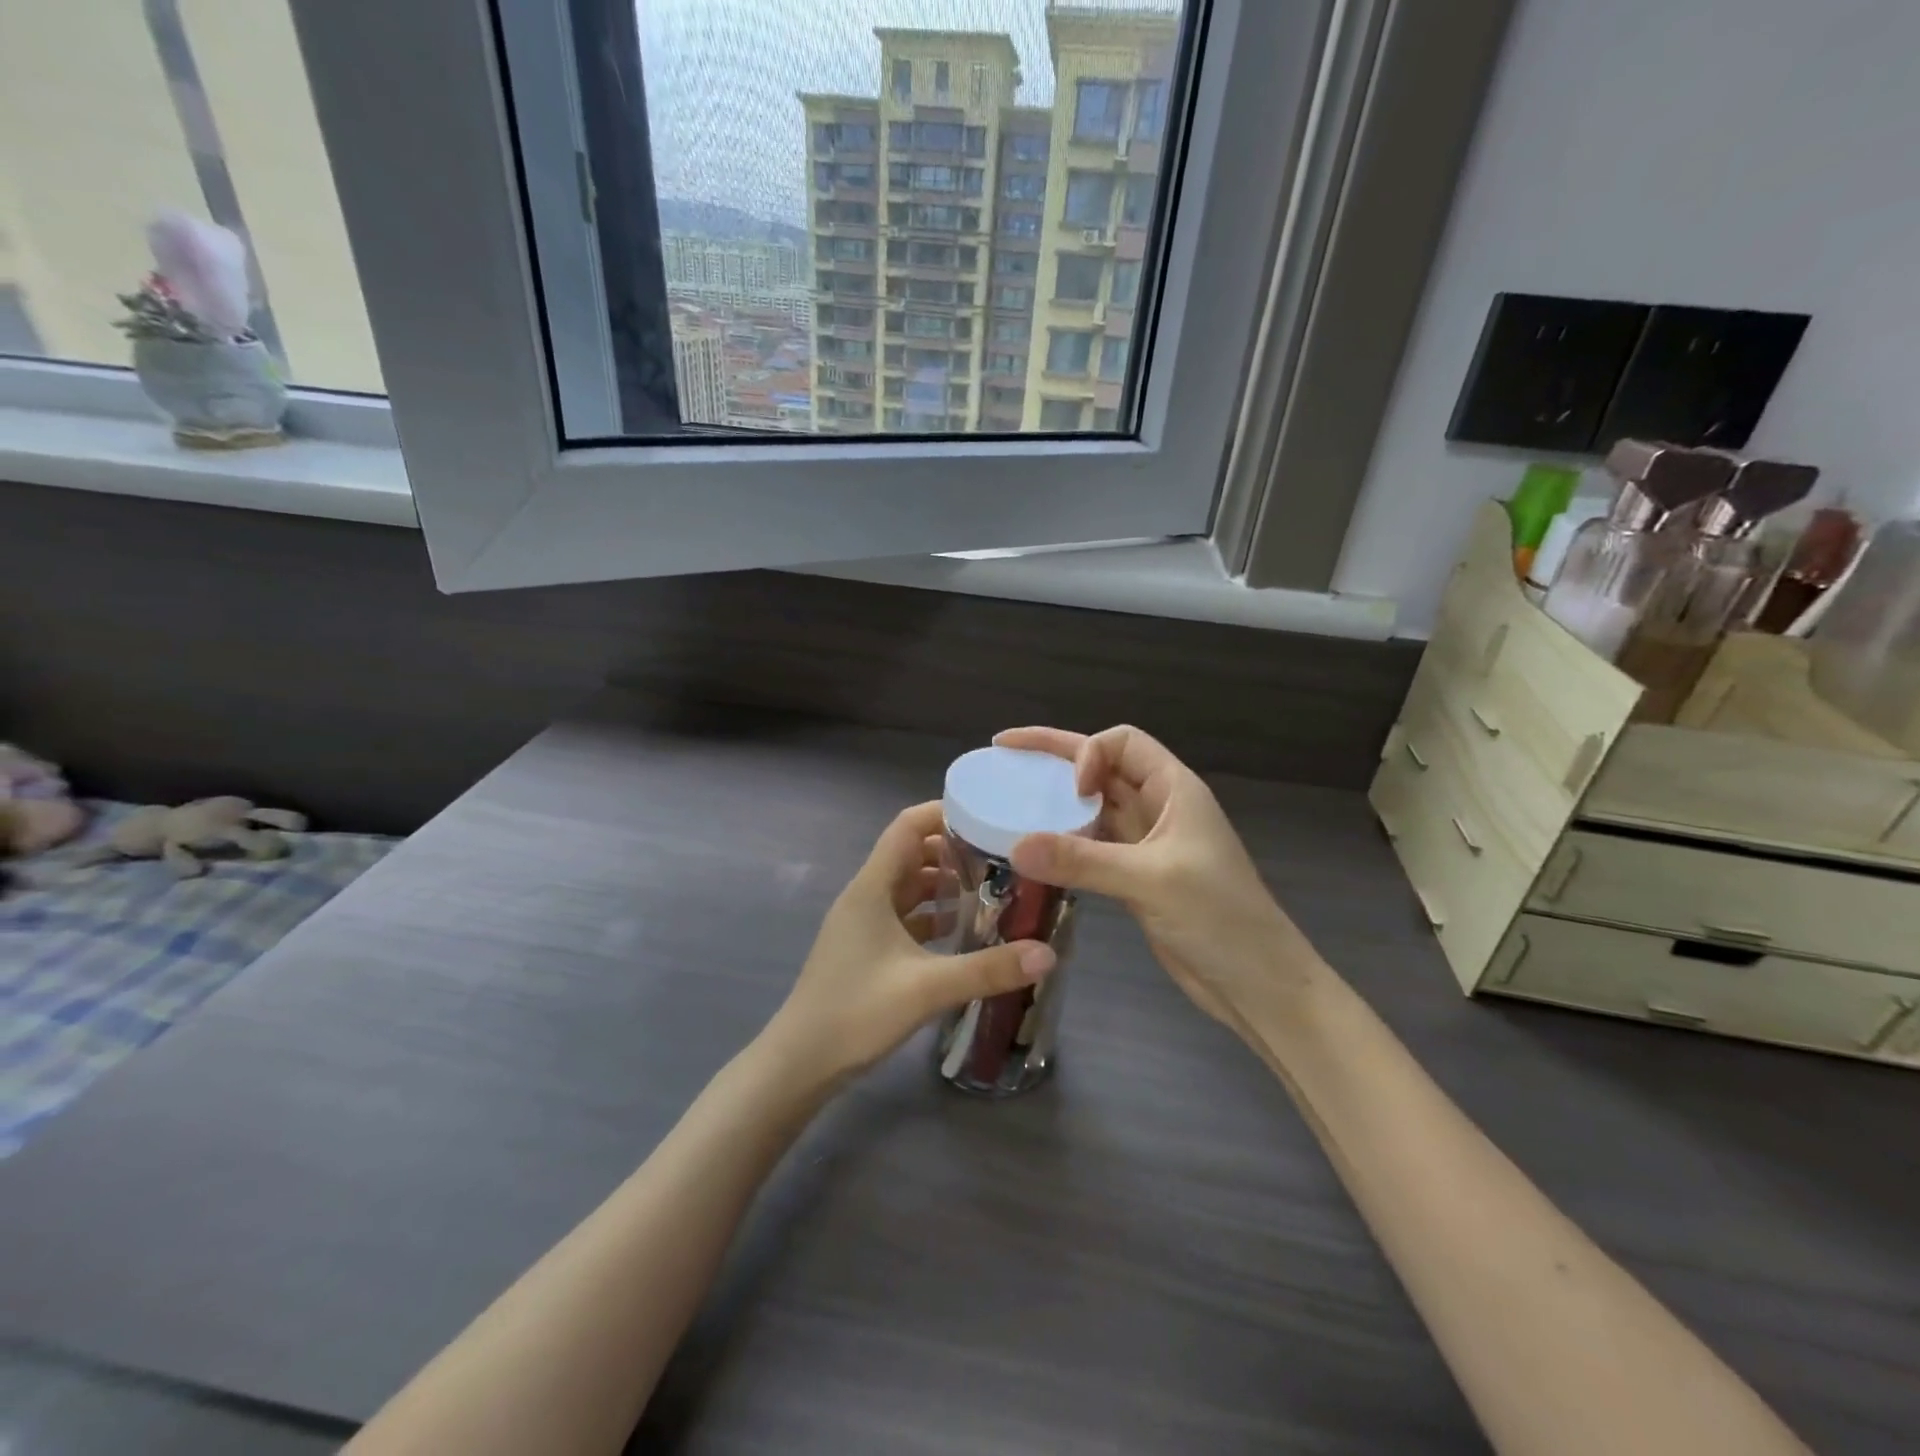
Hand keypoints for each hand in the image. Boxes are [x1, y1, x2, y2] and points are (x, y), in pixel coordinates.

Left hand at [766, 801, 1056, 1085]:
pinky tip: (963, 930)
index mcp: (872, 887)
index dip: (944, 813)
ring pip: (909, 886)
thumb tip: (1048, 953)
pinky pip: (905, 915)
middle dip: (954, 850)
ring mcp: (864, 923)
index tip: (988, 815)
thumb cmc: (856, 1013)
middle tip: (1001, 856)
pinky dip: (933, 914)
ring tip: (991, 888)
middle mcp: (867, 895)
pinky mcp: (867, 948)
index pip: (908, 827)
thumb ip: (989, 969)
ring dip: (945, 883)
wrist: (800, 1063)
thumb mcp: (928, 989)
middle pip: (912, 853)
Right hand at [997, 726, 1311, 1028]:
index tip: (1070, 790)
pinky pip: (1092, 845)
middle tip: (1003, 752)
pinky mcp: (1135, 877)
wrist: (1257, 983)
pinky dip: (1064, 842)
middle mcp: (1159, 807)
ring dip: (1056, 802)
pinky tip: (1034, 851)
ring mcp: (1147, 843)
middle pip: (1103, 766)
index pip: (1123, 742)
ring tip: (1009, 799)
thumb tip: (1015, 846)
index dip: (1089, 753)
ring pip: (1094, 806)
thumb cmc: (1219, 918)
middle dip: (1055, 757)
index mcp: (1174, 789)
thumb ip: (1082, 860)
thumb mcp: (1150, 881)